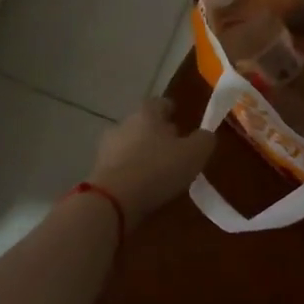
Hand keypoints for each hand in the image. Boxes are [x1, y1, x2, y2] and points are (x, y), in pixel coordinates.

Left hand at [87, 98, 216, 224]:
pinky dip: (131, 173)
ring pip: (130, 145)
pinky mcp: (97, 171)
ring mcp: (107, 147)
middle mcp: (124, 124)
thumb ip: (204, 140)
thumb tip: (206, 135)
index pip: (160, 103)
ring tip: (159, 172)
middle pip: (143, 124)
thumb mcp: (194, 154)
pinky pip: (120, 166)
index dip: (171, 110)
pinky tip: (142, 187)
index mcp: (147, 113)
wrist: (112, 200)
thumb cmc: (158, 169)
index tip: (180, 118)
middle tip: (174, 148)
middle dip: (158, 134)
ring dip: (143, 154)